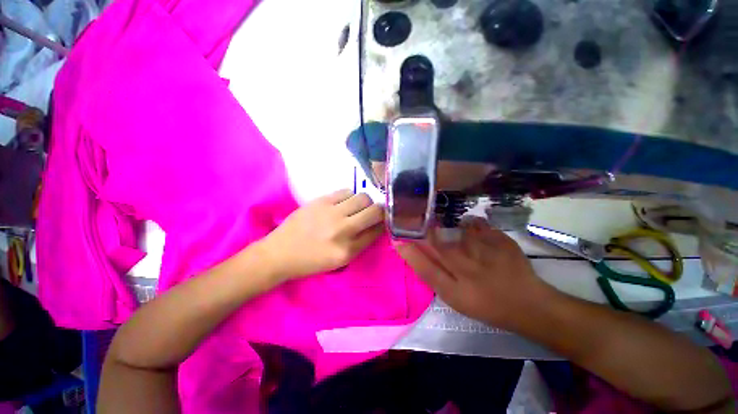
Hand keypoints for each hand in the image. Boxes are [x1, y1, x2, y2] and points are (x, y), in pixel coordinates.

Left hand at [260, 189, 384, 280]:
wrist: (280, 253)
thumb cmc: (312, 261)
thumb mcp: (341, 260)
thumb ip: (361, 243)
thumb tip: (377, 225)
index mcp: (348, 250)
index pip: (377, 231)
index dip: (384, 224)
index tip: (383, 221)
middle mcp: (343, 230)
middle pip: (375, 211)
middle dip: (380, 211)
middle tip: (373, 213)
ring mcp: (331, 213)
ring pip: (363, 197)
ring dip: (364, 203)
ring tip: (356, 208)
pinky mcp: (321, 201)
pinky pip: (346, 191)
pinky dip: (350, 197)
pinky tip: (343, 203)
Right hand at [395, 217, 552, 327]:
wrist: (529, 305)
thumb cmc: (487, 305)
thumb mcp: (456, 298)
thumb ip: (435, 276)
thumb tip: (416, 254)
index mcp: (454, 290)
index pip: (424, 268)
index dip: (408, 252)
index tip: (396, 239)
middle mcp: (467, 271)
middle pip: (437, 245)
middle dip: (424, 230)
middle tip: (418, 219)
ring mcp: (486, 255)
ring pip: (457, 231)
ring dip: (450, 225)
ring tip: (452, 227)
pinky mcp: (502, 242)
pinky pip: (479, 224)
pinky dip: (473, 223)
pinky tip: (474, 228)